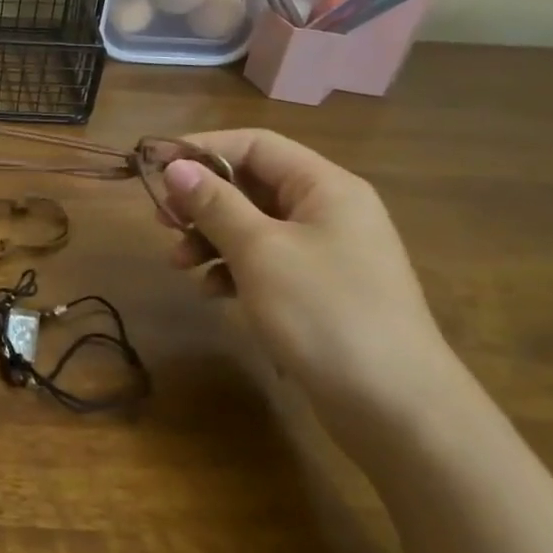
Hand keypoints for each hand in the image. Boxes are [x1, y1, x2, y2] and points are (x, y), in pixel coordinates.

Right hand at [161, 130, 468, 453]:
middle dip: (203, 201)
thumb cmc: (325, 313)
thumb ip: (215, 205)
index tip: (157, 169)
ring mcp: (326, 253)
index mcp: (325, 187)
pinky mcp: (319, 291)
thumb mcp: (260, 252)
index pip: (255, 145)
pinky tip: (212, 293)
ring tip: (178, 263)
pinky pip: (266, 263)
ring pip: (254, 227)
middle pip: (253, 185)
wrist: (396, 408)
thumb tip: (176, 168)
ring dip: (211, 238)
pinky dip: (234, 270)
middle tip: (161, 221)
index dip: (203, 149)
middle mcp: (329, 211)